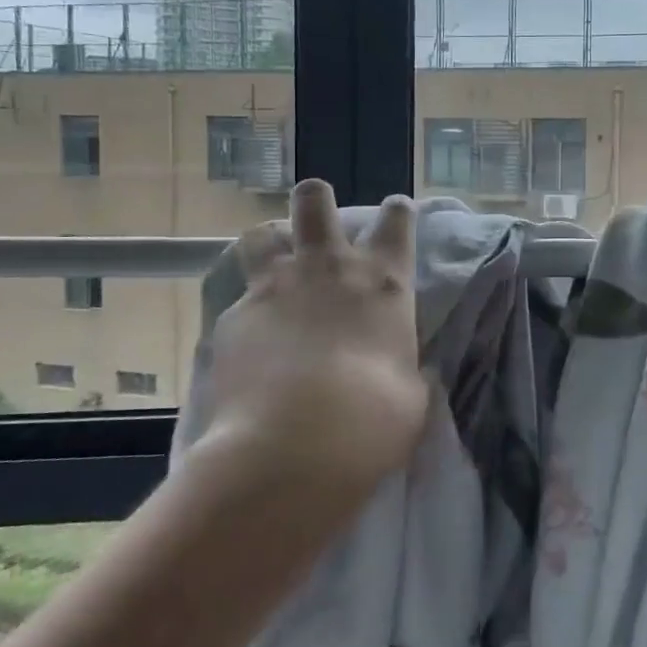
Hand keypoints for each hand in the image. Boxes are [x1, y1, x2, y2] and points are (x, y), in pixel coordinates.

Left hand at [198, 180, 426, 496]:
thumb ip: (408, 370)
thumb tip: (407, 371)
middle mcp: (329, 269)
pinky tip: (250, 344)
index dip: (397, 212)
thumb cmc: (374, 419)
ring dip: (270, 244)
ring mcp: (276, 288)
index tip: (396, 212)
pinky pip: (238, 300)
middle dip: (316, 200)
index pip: (397, 221)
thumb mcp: (412, 394)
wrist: (295, 446)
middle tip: (317, 221)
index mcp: (384, 281)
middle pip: (314, 200)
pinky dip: (247, 313)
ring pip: (261, 234)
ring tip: (273, 269)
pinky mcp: (233, 318)